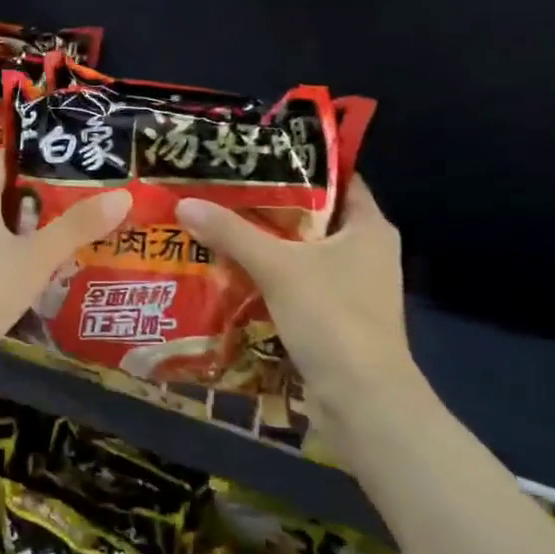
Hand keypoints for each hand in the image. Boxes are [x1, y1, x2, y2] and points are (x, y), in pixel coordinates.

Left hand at [0, 155, 130, 376]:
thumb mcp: (35, 257)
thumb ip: (76, 227)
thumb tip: (123, 194)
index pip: (2, 160)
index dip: (32, 151)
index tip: (71, 150)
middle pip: (7, 195)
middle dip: (45, 193)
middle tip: (91, 190)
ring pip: (5, 230)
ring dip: (37, 229)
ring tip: (82, 227)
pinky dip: (24, 258)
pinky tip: (52, 270)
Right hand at [177, 177, 426, 415]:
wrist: (362, 400)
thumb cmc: (332, 317)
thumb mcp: (278, 267)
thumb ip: (232, 233)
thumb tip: (185, 203)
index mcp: (369, 227)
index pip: (337, 178)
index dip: (299, 163)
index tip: (255, 153)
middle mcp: (365, 251)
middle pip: (312, 215)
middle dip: (268, 204)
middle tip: (222, 188)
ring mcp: (352, 287)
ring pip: (302, 252)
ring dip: (264, 243)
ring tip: (217, 223)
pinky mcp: (335, 317)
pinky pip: (297, 283)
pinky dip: (268, 276)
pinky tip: (229, 271)